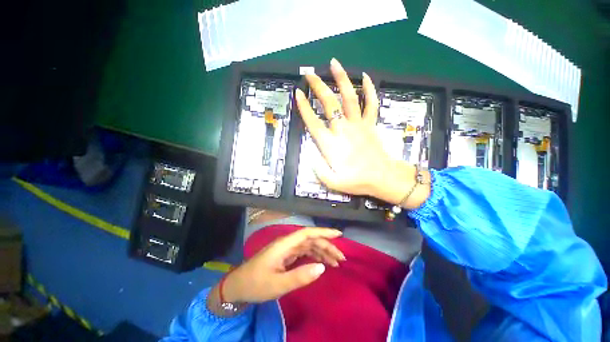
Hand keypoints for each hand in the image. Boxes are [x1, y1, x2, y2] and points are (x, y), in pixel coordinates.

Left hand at [220, 227, 344, 302]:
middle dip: (327, 246)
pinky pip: (304, 253)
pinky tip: (321, 263)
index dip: (324, 232)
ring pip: (309, 246)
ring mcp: (286, 249)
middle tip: (341, 259)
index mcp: (285, 244)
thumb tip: (323, 268)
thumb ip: (300, 276)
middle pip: (311, 240)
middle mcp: (287, 243)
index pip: (308, 233)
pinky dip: (314, 257)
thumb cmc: (256, 284)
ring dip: (322, 252)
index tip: (339, 235)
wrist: (238, 287)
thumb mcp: (278, 284)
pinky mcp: (286, 256)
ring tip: (335, 263)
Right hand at [295, 58, 429, 206]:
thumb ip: (319, 170)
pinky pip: (371, 103)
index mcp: (331, 144)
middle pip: (329, 103)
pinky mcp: (371, 124)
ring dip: (341, 79)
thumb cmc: (357, 181)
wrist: (382, 178)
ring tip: (334, 63)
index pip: (313, 122)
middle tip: (310, 74)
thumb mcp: (332, 182)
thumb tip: (310, 157)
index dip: (304, 107)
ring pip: (349, 97)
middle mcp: (343, 129)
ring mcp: (359, 124)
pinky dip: (369, 90)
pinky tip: (365, 77)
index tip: (298, 93)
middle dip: (318, 86)